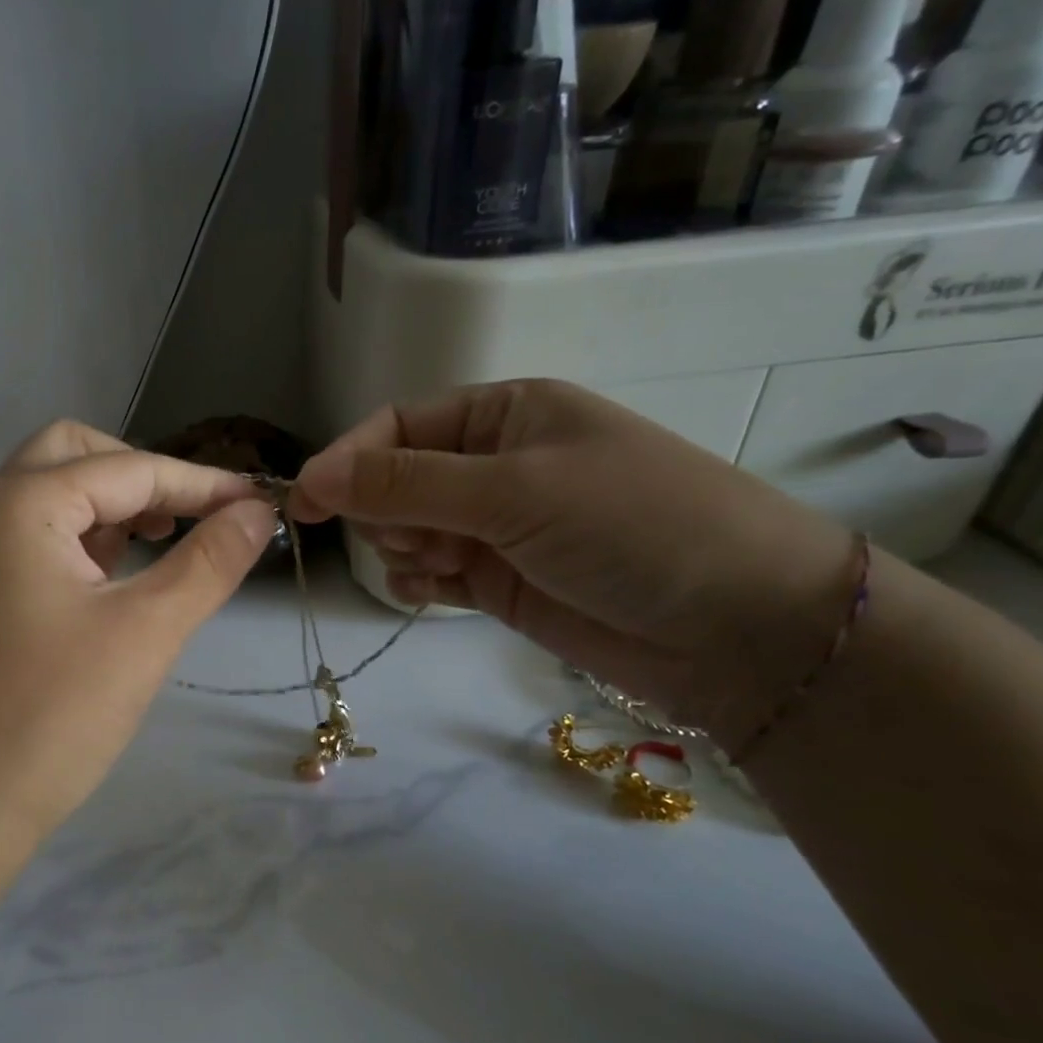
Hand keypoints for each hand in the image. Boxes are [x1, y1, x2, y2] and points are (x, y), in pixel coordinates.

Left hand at [0, 421, 277, 835]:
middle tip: (189, 518)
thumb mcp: (147, 631)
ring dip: (109, 508)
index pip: (128, 470)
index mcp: (18, 503)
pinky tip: (112, 580)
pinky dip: (79, 541)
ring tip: (160, 546)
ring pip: (49, 495)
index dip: (201, 483)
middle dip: (140, 477)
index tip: (258, 501)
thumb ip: (209, 561)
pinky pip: (31, 539)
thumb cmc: (53, 715)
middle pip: (73, 456)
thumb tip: (258, 511)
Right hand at [289, 381, 857, 746]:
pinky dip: (418, 581)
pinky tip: (432, 592)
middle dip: (387, 511)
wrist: (738, 628)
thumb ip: (404, 485)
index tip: (303, 501)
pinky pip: (431, 572)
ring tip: (440, 566)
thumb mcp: (512, 490)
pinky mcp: (500, 581)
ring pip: (408, 530)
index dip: (348, 460)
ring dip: (403, 548)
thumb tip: (310, 476)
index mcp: (506, 414)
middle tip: (416, 537)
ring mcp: (497, 526)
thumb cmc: (631, 526)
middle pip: (395, 480)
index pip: (399, 426)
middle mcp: (496, 464)